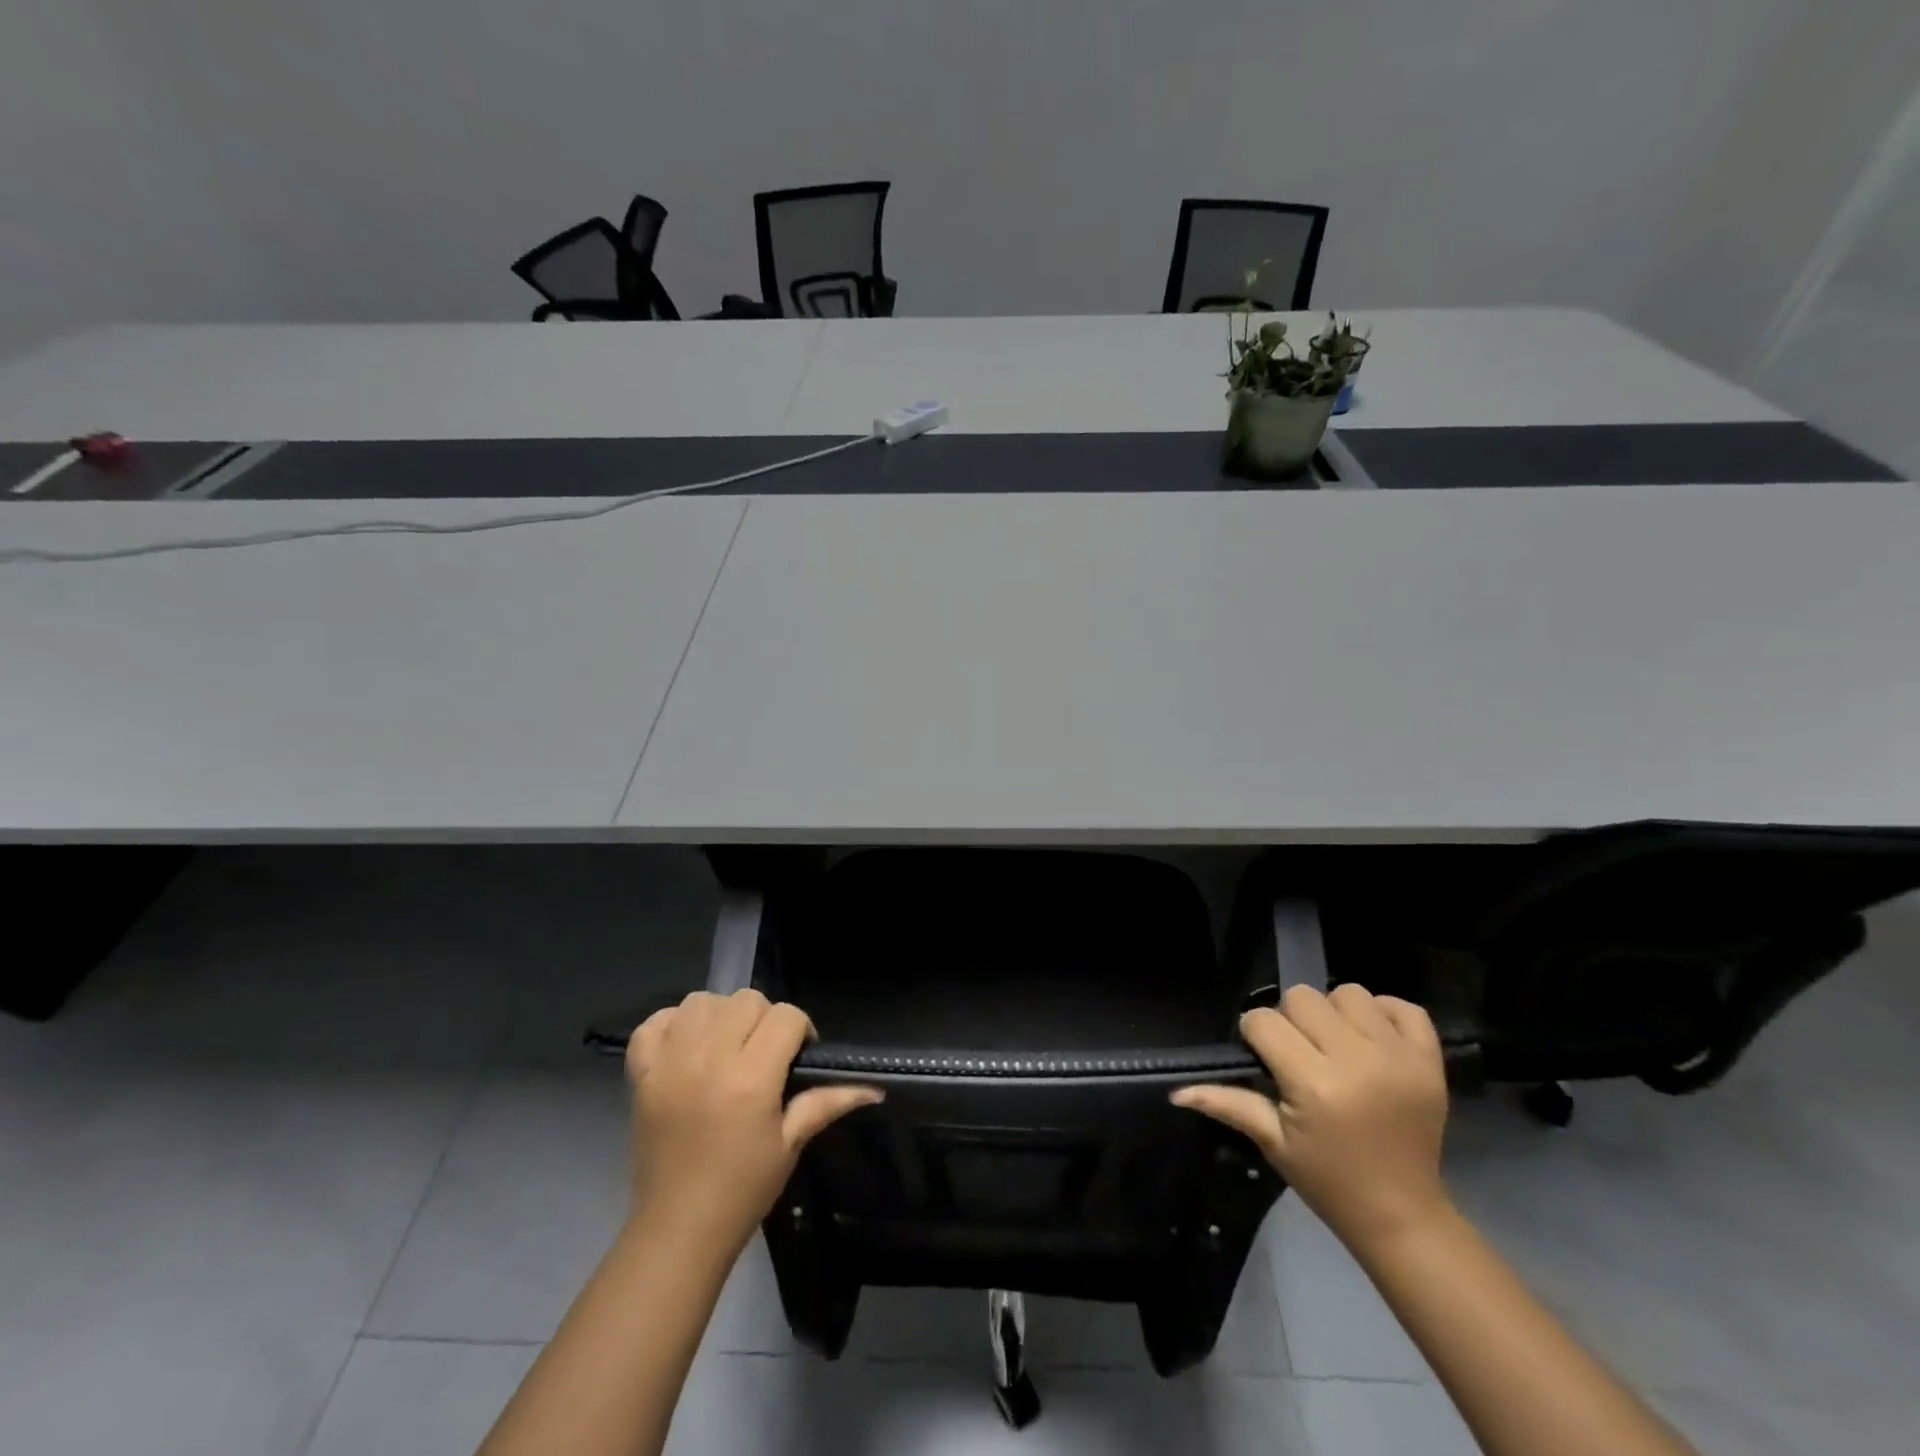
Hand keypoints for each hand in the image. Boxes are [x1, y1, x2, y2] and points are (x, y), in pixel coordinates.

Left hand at [625, 990, 881, 1253]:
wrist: (678, 1229)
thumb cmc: (743, 1188)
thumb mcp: (791, 1143)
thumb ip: (828, 1102)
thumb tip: (875, 1088)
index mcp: (751, 1077)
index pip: (786, 1016)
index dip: (800, 1030)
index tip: (797, 1057)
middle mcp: (709, 1058)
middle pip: (746, 1000)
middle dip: (763, 1020)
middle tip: (763, 1054)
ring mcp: (669, 1063)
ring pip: (702, 1001)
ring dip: (720, 1016)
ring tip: (725, 1047)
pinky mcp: (641, 1073)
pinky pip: (654, 1022)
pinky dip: (672, 1025)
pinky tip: (687, 1047)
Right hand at [1172, 984, 1450, 1252]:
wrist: (1403, 1215)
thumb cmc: (1328, 1180)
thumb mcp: (1272, 1142)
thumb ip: (1227, 1104)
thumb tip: (1176, 1091)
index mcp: (1314, 1084)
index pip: (1263, 1021)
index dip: (1256, 1036)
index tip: (1265, 1061)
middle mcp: (1357, 1060)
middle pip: (1302, 997)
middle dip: (1292, 1021)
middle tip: (1301, 1054)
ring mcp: (1399, 1057)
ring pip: (1348, 992)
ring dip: (1335, 1013)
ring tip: (1338, 1046)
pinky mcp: (1430, 1059)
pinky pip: (1403, 1006)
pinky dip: (1384, 1014)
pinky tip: (1373, 1041)